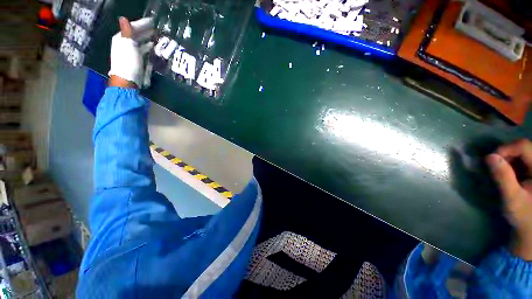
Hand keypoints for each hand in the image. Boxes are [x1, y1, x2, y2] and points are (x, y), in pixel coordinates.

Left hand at [108, 17, 153, 87]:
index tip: (153, 21)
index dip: (142, 24)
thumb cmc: (127, 61)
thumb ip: (127, 31)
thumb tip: (123, 18)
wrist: (128, 79)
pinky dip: (149, 48)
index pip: (132, 27)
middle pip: (137, 35)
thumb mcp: (127, 44)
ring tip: (158, 37)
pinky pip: (144, 51)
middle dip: (147, 31)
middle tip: (158, 29)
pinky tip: (154, 47)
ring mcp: (132, 53)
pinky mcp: (138, 60)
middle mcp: (126, 44)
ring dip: (149, 39)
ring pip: (141, 43)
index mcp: (122, 38)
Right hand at [487, 139, 531, 259]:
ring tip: (503, 173)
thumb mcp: (512, 199)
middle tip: (496, 167)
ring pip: (523, 152)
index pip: (524, 146)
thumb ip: (503, 177)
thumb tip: (490, 156)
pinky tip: (510, 175)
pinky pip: (524, 159)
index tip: (492, 160)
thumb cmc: (524, 216)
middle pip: (524, 147)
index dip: (507, 149)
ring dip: (510, 159)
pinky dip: (514, 164)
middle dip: (507, 154)